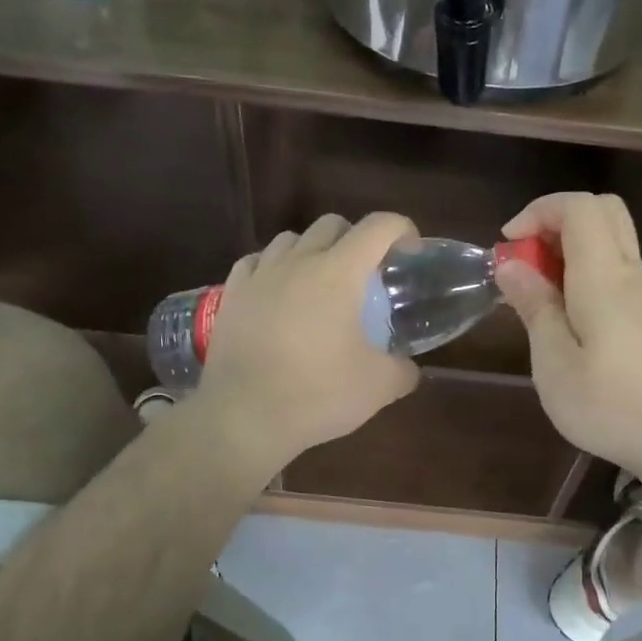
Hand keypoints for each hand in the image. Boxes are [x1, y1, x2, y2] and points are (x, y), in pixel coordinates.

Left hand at [195, 212, 420, 468]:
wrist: (243, 416)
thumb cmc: (316, 394)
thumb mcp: (378, 387)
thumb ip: (403, 370)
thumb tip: (409, 368)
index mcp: (339, 272)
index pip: (378, 226)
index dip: (402, 230)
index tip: (409, 253)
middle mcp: (299, 261)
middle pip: (332, 224)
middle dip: (356, 239)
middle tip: (366, 275)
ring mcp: (260, 275)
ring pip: (291, 239)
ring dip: (313, 250)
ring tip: (320, 283)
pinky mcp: (232, 293)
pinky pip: (257, 262)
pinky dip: (274, 268)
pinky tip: (278, 293)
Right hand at [496, 192, 641, 488]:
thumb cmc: (614, 406)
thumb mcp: (555, 365)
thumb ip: (535, 308)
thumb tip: (512, 265)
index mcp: (603, 278)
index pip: (579, 206)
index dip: (539, 210)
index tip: (507, 245)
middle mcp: (628, 275)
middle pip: (602, 211)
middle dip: (555, 222)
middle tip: (526, 260)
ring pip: (610, 241)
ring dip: (568, 250)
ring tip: (537, 293)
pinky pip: (615, 272)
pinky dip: (583, 274)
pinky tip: (565, 319)